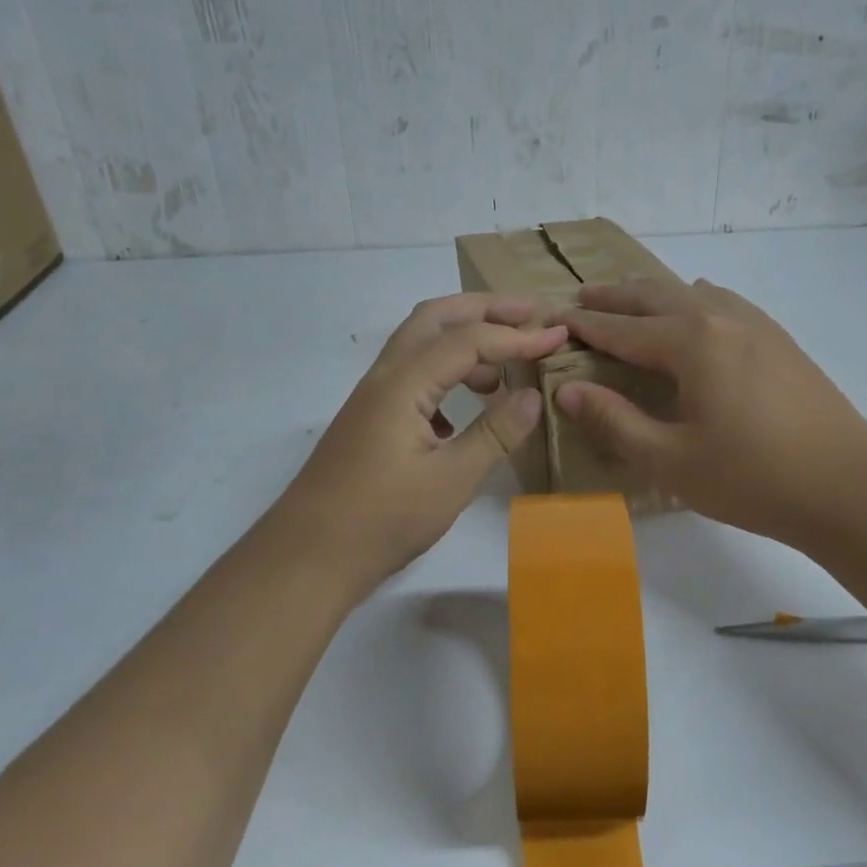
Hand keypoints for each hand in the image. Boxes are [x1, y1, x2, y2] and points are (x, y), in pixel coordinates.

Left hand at [268, 293, 566, 590]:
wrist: (307, 557)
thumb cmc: (381, 520)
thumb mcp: (451, 481)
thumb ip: (494, 434)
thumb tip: (533, 395)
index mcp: (403, 384)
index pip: (469, 340)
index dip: (517, 335)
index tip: (559, 337)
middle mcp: (384, 377)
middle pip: (436, 318)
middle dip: (484, 309)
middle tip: (529, 313)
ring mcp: (373, 397)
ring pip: (420, 343)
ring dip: (463, 340)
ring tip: (504, 368)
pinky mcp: (370, 419)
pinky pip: (413, 375)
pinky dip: (445, 372)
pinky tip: (465, 409)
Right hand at [553, 278, 866, 548]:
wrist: (848, 484)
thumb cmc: (752, 477)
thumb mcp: (671, 460)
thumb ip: (616, 421)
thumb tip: (569, 390)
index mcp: (691, 343)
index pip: (622, 328)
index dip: (584, 325)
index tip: (552, 319)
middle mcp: (720, 318)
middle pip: (655, 295)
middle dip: (614, 296)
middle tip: (581, 298)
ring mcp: (756, 324)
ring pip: (691, 291)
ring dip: (654, 294)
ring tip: (631, 304)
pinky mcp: (779, 339)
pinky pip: (723, 302)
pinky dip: (693, 300)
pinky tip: (696, 317)